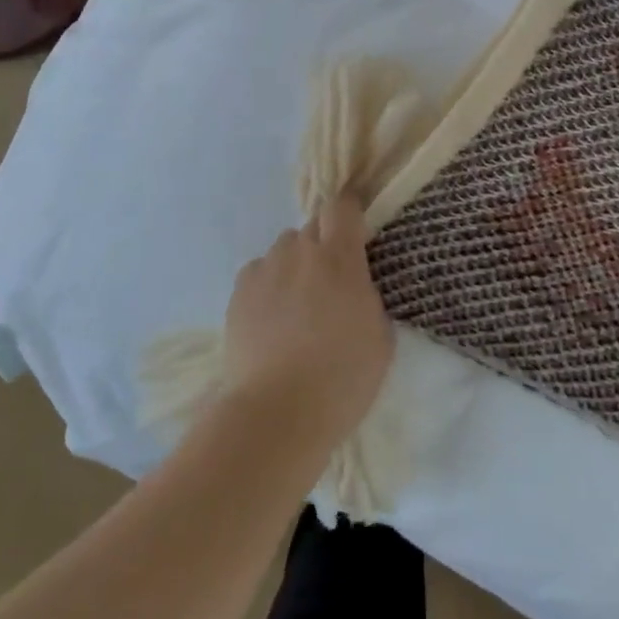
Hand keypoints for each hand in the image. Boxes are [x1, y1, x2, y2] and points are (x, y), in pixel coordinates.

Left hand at [222, 193, 393, 448]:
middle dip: (323, 244)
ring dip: (294, 264)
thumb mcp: (380, 336)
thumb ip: (368, 296)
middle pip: (312, 227)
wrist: (278, 411)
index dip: (349, 212)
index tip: (355, 228)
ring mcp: (266, 269)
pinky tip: (271, 318)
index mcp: (340, 258)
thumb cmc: (342, 378)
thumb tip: (356, 285)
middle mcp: (300, 251)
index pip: (342, 207)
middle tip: (329, 281)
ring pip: (284, 249)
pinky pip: (259, 272)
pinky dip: (268, 285)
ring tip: (296, 304)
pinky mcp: (239, 291)